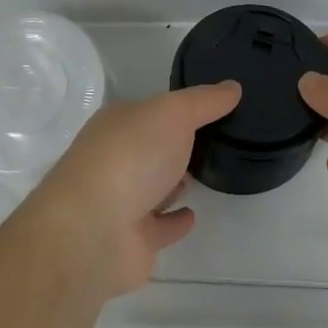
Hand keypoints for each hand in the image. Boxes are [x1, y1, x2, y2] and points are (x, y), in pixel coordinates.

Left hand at [27, 82, 241, 297]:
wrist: (94, 231)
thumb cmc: (131, 157)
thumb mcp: (173, 114)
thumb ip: (204, 101)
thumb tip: (233, 87)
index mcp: (117, 124)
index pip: (150, 111)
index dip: (177, 108)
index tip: (211, 108)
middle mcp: (115, 159)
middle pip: (151, 148)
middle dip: (175, 145)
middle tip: (213, 141)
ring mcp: (121, 202)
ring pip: (153, 187)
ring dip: (174, 182)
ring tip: (204, 173)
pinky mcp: (132, 241)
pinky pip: (160, 226)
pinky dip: (175, 221)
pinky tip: (193, 214)